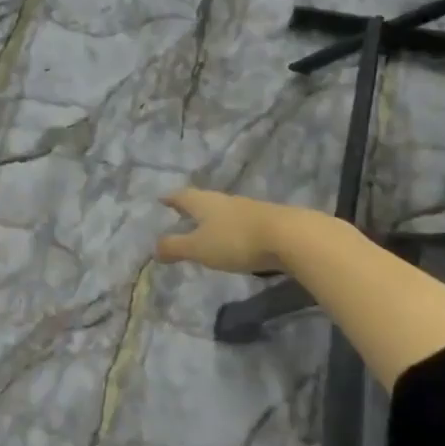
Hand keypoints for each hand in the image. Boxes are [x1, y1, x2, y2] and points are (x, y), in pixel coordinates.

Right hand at [155, 188, 317, 274]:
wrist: (290, 237)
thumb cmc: (236, 240)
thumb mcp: (199, 247)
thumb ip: (176, 247)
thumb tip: (154, 248)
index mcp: (204, 203)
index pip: (182, 197)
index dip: (171, 198)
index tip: (162, 198)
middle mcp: (225, 201)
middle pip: (204, 200)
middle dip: (192, 206)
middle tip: (181, 211)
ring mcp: (249, 210)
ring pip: (224, 210)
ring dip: (213, 217)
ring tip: (206, 226)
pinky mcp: (268, 222)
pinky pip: (242, 222)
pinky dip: (232, 228)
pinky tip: (234, 238)